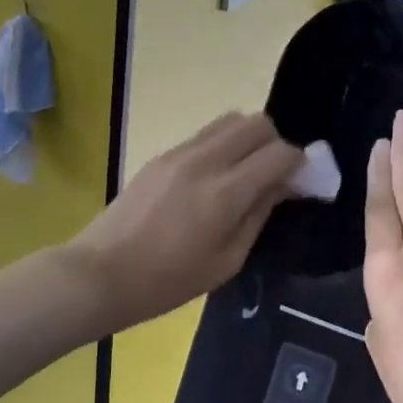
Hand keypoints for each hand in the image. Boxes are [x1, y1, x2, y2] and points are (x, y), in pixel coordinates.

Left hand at [68, 112, 301, 332]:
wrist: (101, 273)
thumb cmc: (168, 281)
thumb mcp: (226, 261)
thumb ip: (259, 215)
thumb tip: (283, 185)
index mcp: (226, 192)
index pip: (279, 153)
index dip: (299, 163)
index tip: (302, 182)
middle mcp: (205, 160)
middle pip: (257, 123)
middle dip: (275, 143)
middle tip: (274, 174)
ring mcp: (179, 153)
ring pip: (230, 120)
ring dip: (248, 139)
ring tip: (245, 172)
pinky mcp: (161, 155)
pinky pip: (205, 134)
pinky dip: (223, 144)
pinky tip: (215, 177)